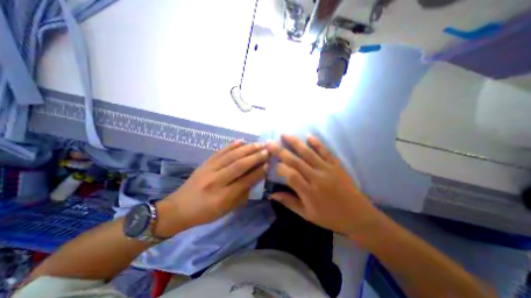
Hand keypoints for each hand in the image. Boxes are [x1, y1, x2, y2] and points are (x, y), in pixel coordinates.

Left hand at [156, 141, 264, 235]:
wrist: (178, 208)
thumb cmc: (204, 213)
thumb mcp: (225, 210)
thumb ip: (241, 195)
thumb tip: (255, 181)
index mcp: (222, 196)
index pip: (245, 181)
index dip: (258, 172)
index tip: (268, 164)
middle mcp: (216, 180)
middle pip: (238, 165)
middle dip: (255, 157)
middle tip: (267, 150)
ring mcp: (209, 169)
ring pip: (231, 156)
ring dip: (246, 149)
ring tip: (258, 144)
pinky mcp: (205, 163)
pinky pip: (219, 152)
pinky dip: (231, 145)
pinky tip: (241, 141)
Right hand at [268, 134, 378, 237]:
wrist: (358, 216)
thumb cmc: (330, 217)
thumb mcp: (307, 215)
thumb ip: (289, 202)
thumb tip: (272, 194)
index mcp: (309, 192)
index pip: (290, 175)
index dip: (279, 168)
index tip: (272, 164)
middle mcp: (316, 177)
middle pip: (296, 161)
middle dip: (281, 151)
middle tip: (270, 142)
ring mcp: (327, 169)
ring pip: (308, 153)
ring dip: (295, 143)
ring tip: (285, 134)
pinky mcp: (336, 165)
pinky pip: (325, 152)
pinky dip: (317, 143)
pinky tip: (309, 136)